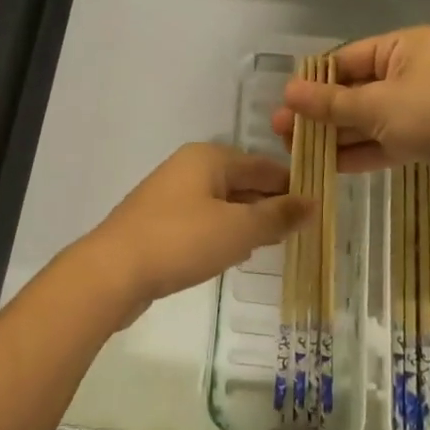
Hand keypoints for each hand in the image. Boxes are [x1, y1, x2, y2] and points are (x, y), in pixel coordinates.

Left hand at [74, 143, 312, 325]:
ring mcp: (170, 194)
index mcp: (209, 158)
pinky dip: (222, 232)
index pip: (264, 165)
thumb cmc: (181, 241)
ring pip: (222, 202)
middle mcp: (189, 167)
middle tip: (301, 230)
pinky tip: (233, 253)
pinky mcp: (158, 222)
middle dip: (269, 204)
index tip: (317, 208)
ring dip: (246, 221)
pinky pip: (202, 220)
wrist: (112, 271)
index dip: (292, 185)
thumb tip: (312, 202)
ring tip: (273, 243)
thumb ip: (277, 216)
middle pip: (242, 181)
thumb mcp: (238, 229)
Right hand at [270, 27, 429, 198]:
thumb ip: (330, 103)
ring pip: (367, 119)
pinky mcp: (426, 139)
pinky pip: (384, 141)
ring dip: (335, 135)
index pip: (347, 59)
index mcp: (403, 47)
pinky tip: (327, 165)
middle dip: (320, 112)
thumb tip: (288, 93)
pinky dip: (358, 152)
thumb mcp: (375, 106)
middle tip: (282, 131)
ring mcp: (419, 107)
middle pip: (355, 90)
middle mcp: (411, 72)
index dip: (315, 81)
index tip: (286, 102)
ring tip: (295, 151)